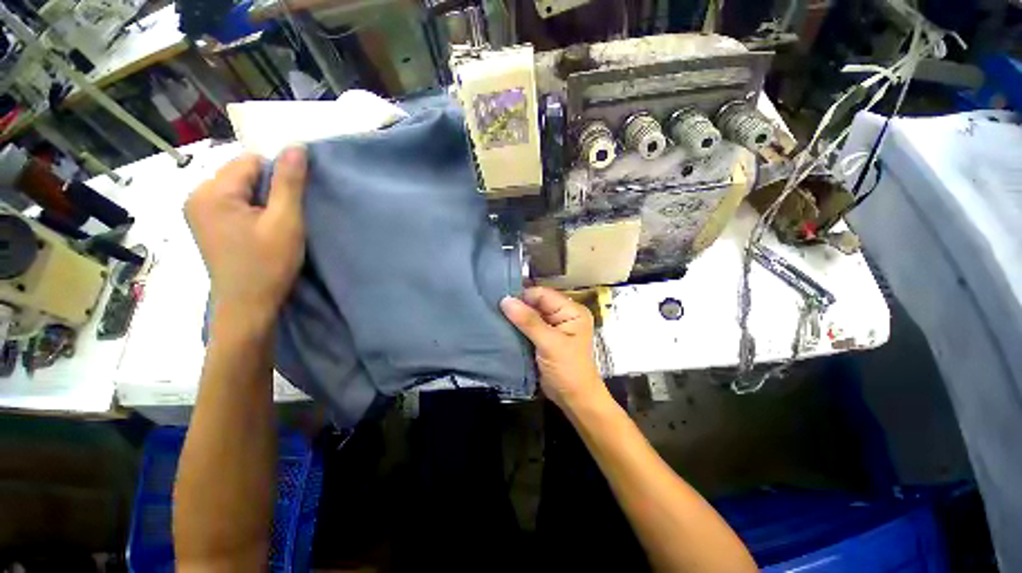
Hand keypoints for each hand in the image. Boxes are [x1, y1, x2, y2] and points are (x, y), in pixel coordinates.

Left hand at [185, 148, 306, 325]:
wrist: (248, 305)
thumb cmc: (268, 264)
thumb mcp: (285, 222)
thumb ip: (289, 183)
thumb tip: (296, 146)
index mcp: (211, 192)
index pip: (250, 161)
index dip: (277, 176)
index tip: (292, 201)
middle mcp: (196, 195)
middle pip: (241, 173)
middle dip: (267, 188)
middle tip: (284, 216)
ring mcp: (197, 210)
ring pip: (238, 188)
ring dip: (261, 200)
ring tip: (273, 225)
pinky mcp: (205, 223)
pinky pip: (232, 202)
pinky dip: (251, 210)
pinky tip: (260, 230)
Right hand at [501, 287, 607, 410]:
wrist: (574, 400)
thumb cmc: (568, 370)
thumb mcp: (549, 343)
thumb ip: (528, 321)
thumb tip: (506, 300)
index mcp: (571, 310)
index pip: (543, 295)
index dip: (523, 296)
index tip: (500, 299)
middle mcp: (563, 315)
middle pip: (536, 303)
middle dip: (517, 306)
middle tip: (493, 307)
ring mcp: (553, 327)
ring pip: (530, 315)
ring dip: (515, 317)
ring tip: (494, 315)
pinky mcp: (544, 339)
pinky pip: (528, 327)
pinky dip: (517, 327)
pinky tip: (502, 327)